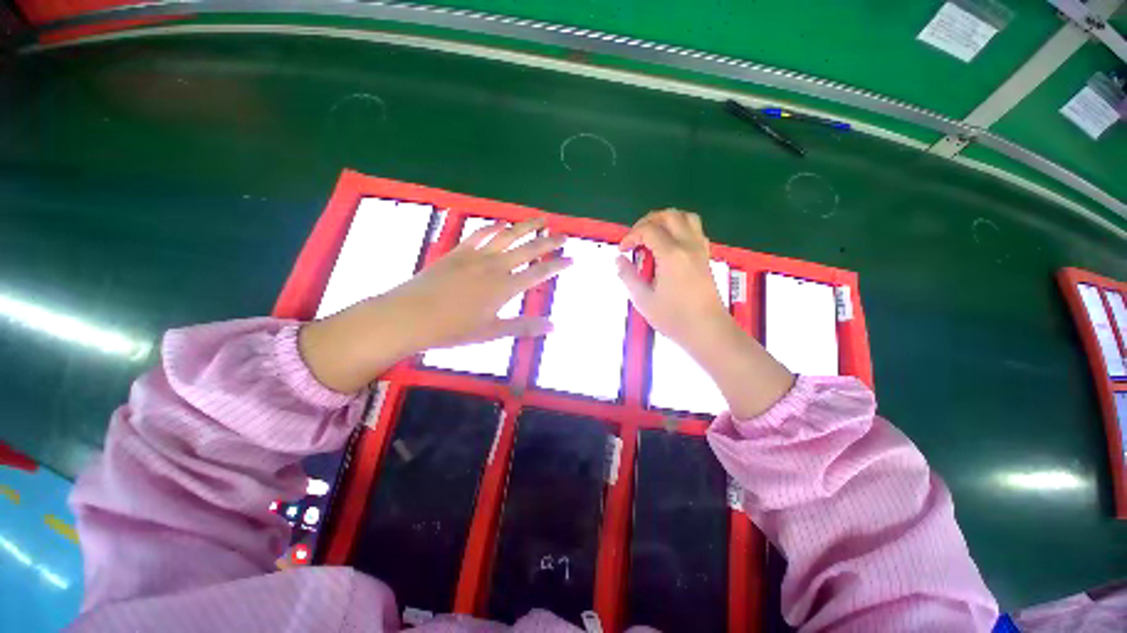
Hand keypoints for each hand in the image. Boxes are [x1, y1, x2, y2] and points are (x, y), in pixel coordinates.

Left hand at [299, 218, 570, 392]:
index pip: (540, 272)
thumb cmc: (453, 329)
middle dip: (549, 241)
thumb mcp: (492, 332)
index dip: (558, 265)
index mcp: (505, 287)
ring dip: (526, 227)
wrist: (410, 316)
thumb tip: (554, 326)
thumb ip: (524, 326)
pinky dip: (493, 227)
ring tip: (541, 219)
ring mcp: (476, 255)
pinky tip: (501, 223)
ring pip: (507, 235)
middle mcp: (495, 266)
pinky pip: (480, 234)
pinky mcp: (458, 251)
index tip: (572, 259)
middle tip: (564, 235)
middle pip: (528, 249)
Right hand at [617, 209, 793, 418]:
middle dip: (647, 221)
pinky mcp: (705, 256)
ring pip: (685, 217)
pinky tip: (669, 245)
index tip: (622, 251)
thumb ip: (628, 276)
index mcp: (671, 254)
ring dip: (666, 220)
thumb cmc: (674, 318)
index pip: (648, 230)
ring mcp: (700, 249)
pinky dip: (679, 228)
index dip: (630, 236)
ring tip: (652, 236)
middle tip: (635, 238)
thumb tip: (619, 260)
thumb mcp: (643, 300)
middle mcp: (688, 245)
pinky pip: (695, 229)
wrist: (708, 331)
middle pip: (668, 215)